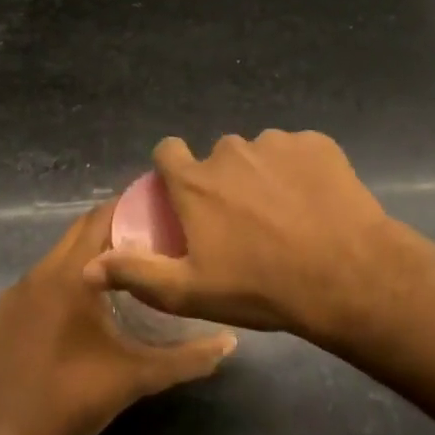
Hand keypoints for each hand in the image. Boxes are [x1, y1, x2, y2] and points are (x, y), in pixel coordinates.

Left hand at [0, 203, 236, 434]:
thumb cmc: (73, 398)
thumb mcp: (137, 377)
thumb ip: (186, 358)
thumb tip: (230, 342)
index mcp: (71, 277)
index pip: (101, 219)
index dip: (130, 208)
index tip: (161, 209)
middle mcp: (41, 272)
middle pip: (80, 230)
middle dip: (114, 226)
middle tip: (153, 234)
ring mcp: (19, 290)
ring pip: (60, 253)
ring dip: (91, 251)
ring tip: (128, 264)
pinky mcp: (8, 310)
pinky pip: (44, 276)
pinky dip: (69, 273)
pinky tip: (90, 299)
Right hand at [83, 131, 398, 339]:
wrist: (346, 275)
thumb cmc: (261, 286)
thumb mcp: (190, 292)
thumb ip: (137, 273)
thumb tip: (88, 267)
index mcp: (196, 181)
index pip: (167, 151)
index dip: (173, 170)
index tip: (185, 196)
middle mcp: (231, 151)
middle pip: (218, 157)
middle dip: (224, 181)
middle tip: (244, 221)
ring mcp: (277, 143)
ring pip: (260, 153)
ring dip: (264, 175)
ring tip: (286, 215)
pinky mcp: (317, 144)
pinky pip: (298, 152)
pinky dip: (300, 171)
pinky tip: (315, 203)